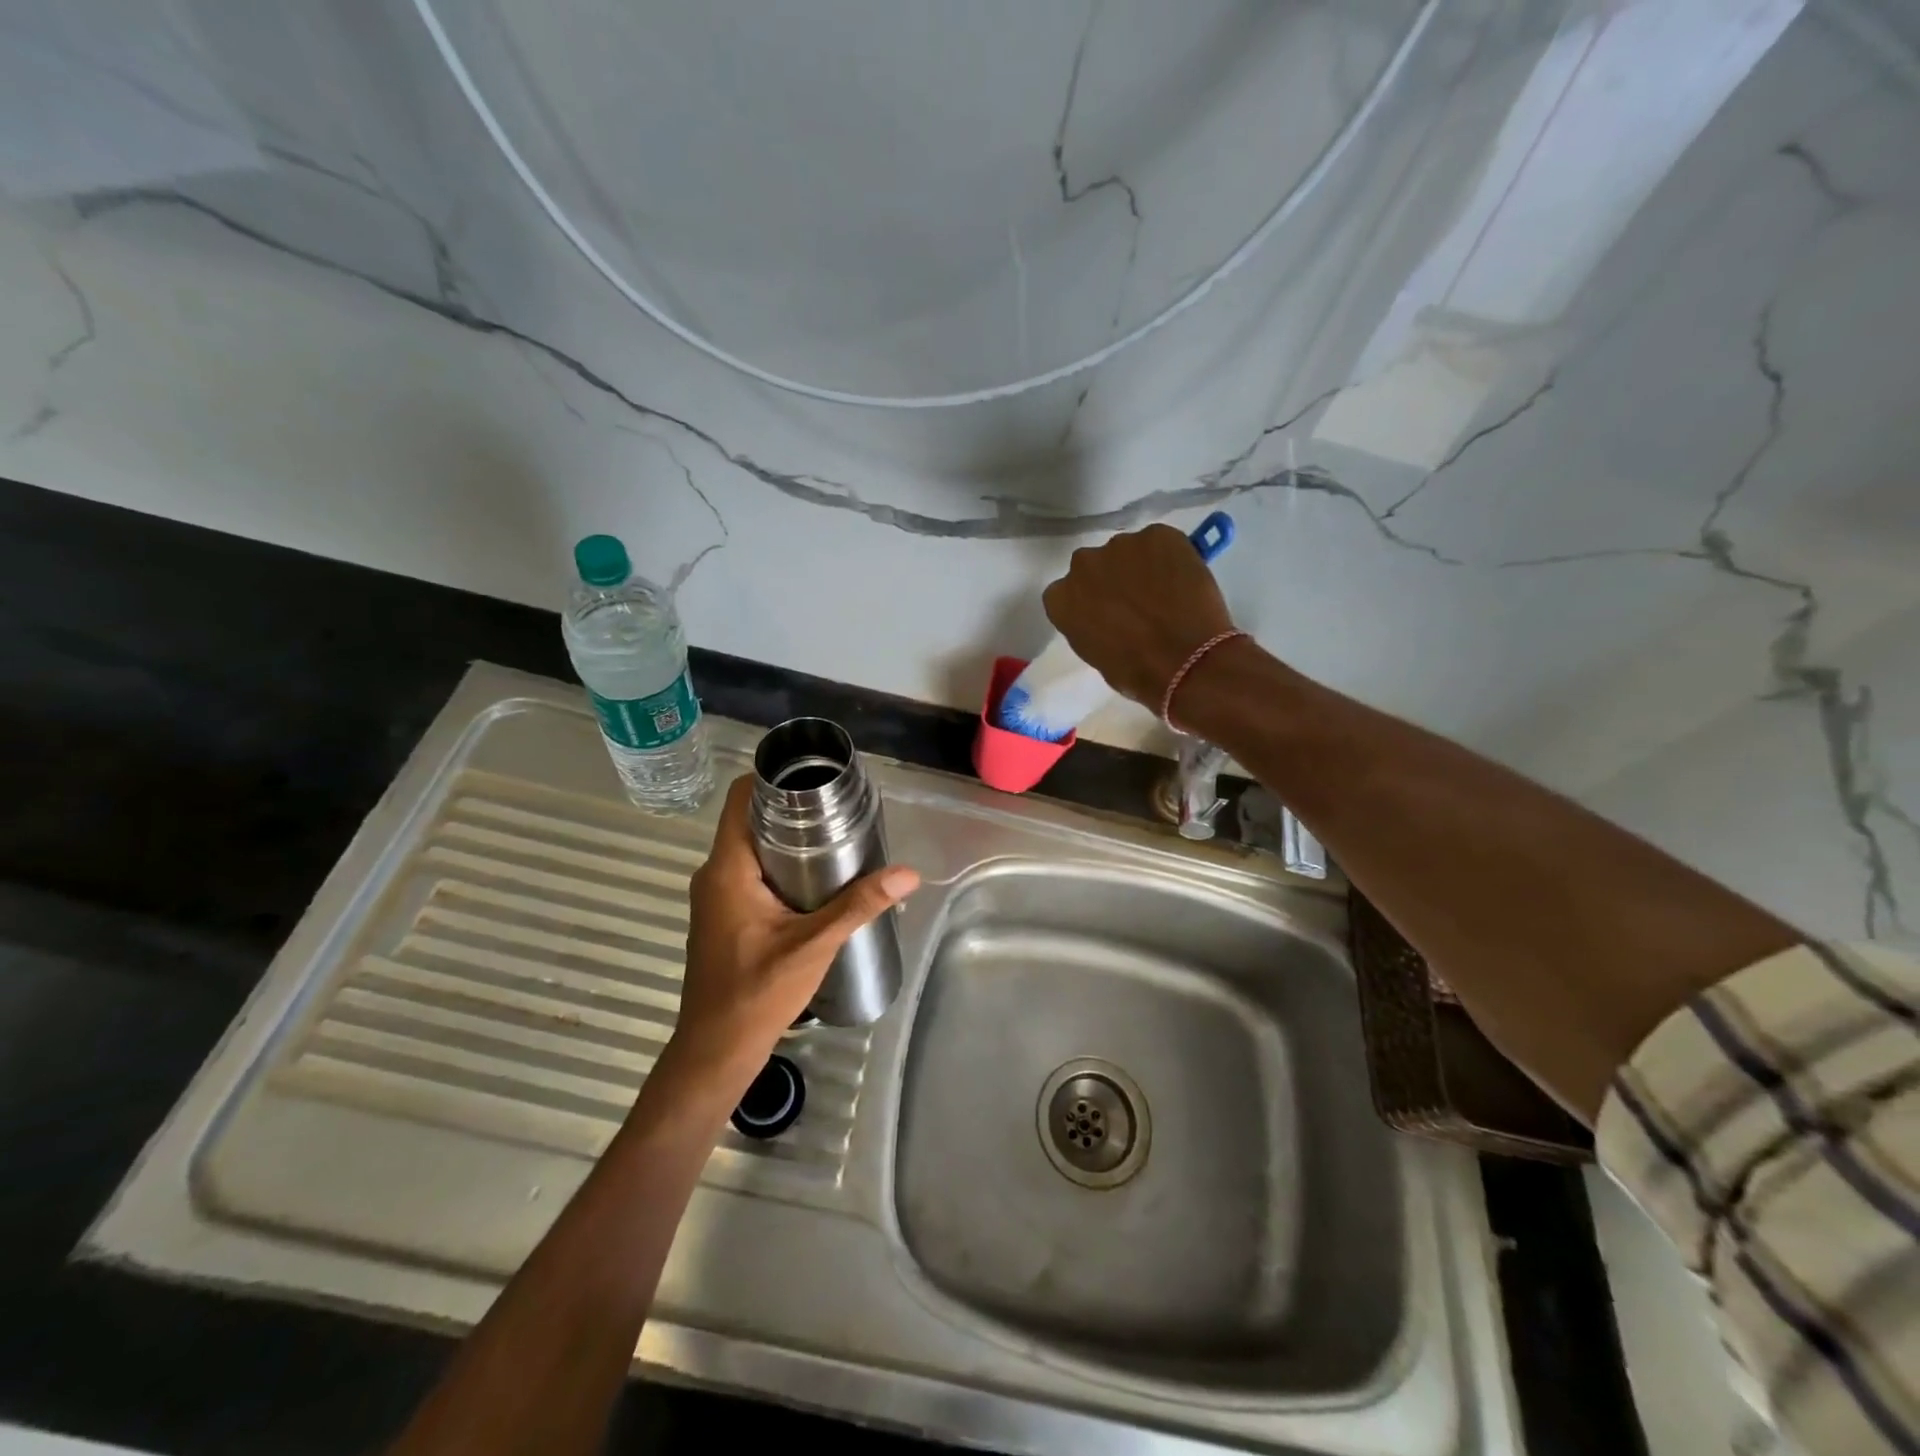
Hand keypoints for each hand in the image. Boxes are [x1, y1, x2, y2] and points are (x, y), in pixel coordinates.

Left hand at [669, 775, 919, 1081]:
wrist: (715, 1050)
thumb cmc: (757, 994)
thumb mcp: (814, 946)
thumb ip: (858, 905)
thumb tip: (908, 874)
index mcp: (727, 869)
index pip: (740, 799)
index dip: (772, 778)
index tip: (814, 775)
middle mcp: (714, 874)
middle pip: (749, 819)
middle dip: (791, 808)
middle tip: (839, 806)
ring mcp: (715, 896)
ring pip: (750, 847)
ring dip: (786, 837)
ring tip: (834, 835)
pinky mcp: (723, 914)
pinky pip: (749, 870)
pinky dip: (778, 863)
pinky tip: (814, 877)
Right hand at [1041, 523, 1236, 708]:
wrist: (1186, 660)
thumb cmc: (1136, 671)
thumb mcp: (1097, 655)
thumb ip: (1092, 625)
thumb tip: (1108, 617)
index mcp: (1060, 598)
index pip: (1067, 592)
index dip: (1090, 601)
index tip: (1106, 614)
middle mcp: (1083, 564)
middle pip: (1094, 566)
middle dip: (1111, 579)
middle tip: (1136, 602)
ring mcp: (1120, 544)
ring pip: (1128, 552)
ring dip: (1141, 566)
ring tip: (1166, 592)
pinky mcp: (1158, 534)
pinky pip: (1161, 542)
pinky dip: (1171, 557)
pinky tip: (1184, 581)